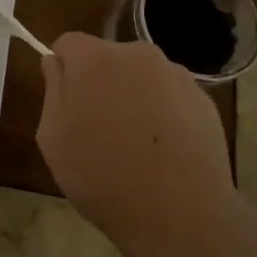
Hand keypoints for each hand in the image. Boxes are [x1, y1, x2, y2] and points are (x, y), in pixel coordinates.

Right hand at [36, 34, 244, 256]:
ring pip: (141, 76)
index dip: (63, 70)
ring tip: (134, 144)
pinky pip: (170, 97)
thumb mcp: (52, 137)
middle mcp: (137, 55)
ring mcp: (176, 75)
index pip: (68, 43)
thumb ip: (52, 90)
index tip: (64, 103)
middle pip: (108, 57)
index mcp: (94, 59)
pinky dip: (162, 113)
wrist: (178, 212)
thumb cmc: (100, 174)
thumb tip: (56, 63)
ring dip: (132, 96)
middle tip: (96, 128)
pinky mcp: (204, 100)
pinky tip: (162, 151)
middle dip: (99, 81)